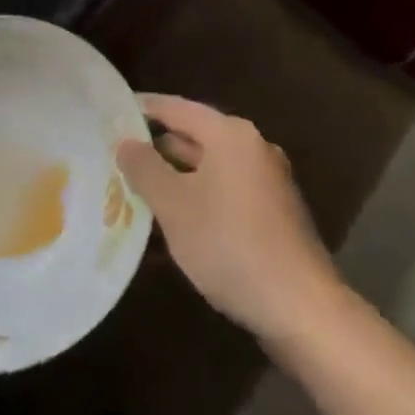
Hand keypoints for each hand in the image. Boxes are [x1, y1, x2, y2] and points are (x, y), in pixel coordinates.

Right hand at [117, 94, 345, 347]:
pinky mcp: (273, 213)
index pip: (177, 108)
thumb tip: (126, 143)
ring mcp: (267, 181)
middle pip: (195, 137)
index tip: (113, 111)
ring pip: (209, 169)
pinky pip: (224, 192)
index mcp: (231, 135)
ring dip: (175, 178)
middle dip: (157, 148)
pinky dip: (197, 199)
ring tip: (135, 189)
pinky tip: (173, 224)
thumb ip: (145, 169)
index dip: (144, 108)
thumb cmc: (230, 244)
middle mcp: (253, 148)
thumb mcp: (174, 206)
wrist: (301, 307)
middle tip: (117, 155)